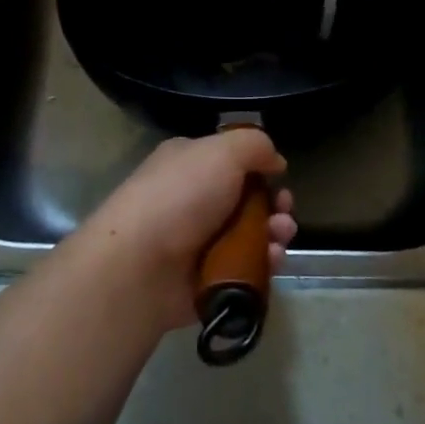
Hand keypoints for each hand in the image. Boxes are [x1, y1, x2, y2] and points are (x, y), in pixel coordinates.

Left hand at [71, 127, 297, 333]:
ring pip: (251, 234)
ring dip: (274, 233)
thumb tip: (275, 161)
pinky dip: (263, 263)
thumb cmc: (181, 196)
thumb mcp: (223, 151)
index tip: (279, 176)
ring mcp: (199, 241)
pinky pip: (245, 268)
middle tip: (284, 212)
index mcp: (190, 162)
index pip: (232, 159)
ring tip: (280, 237)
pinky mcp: (206, 278)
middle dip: (275, 204)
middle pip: (248, 199)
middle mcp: (194, 198)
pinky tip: (271, 260)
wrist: (140, 266)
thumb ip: (255, 145)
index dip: (260, 167)